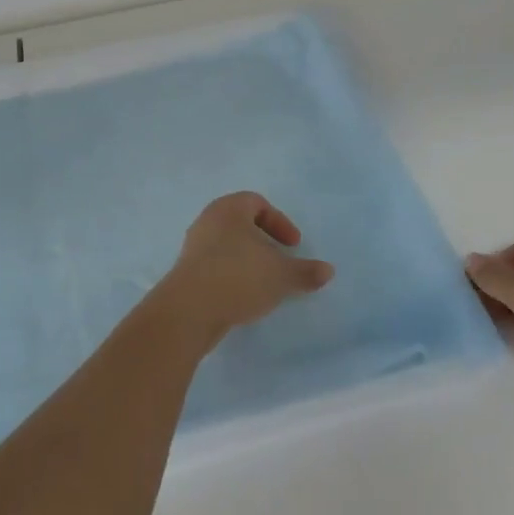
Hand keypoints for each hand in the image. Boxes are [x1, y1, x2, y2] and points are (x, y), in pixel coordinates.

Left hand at [155, 193, 334, 346]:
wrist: (189, 311)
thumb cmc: (238, 277)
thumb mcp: (281, 275)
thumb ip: (305, 271)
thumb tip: (328, 271)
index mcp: (228, 209)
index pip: (257, 202)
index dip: (279, 222)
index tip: (293, 245)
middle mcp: (207, 222)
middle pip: (241, 224)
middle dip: (264, 242)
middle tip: (279, 261)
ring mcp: (193, 248)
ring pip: (227, 246)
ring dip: (248, 261)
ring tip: (264, 283)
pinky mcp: (185, 273)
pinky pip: (215, 266)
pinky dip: (232, 276)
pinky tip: (244, 297)